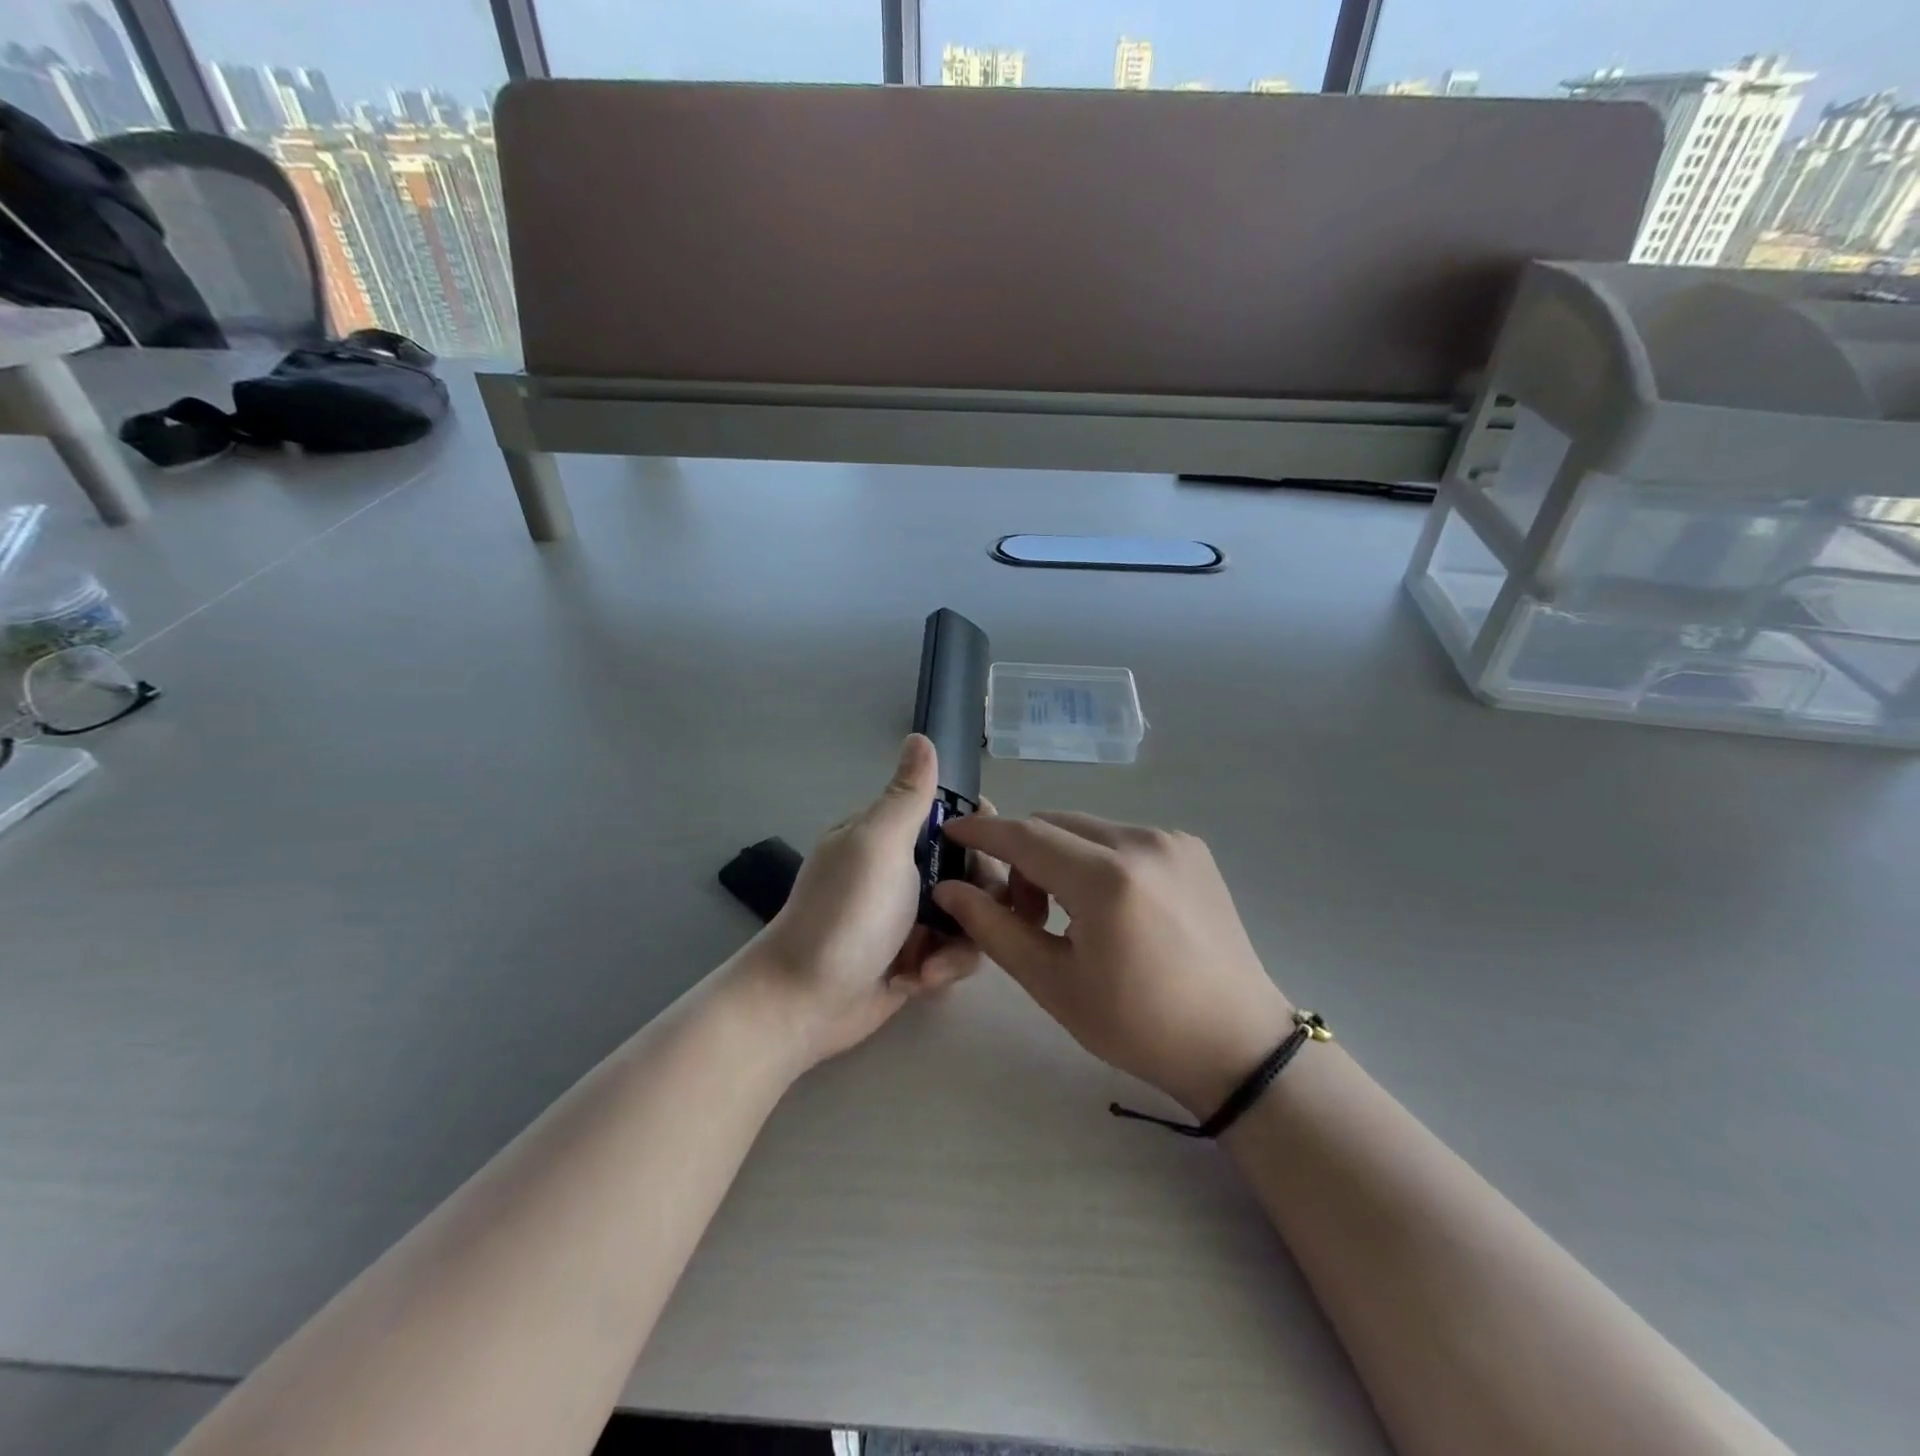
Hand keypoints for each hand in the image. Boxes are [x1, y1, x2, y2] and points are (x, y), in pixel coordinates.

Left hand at [745, 734, 1022, 1071]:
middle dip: (980, 894)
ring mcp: (914, 916)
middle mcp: (906, 871)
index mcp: (893, 835)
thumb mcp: (879, 845)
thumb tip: (920, 737)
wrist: (806, 1002)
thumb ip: (908, 796)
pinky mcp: (919, 957)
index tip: (992, 848)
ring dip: (962, 940)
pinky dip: (945, 967)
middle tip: (966, 913)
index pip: (954, 817)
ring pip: (975, 913)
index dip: (981, 831)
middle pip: (975, 867)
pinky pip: (959, 951)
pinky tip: (920, 980)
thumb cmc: (845, 913)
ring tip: (933, 963)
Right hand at [934, 813, 1293, 1115]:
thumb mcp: (1054, 983)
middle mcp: (1142, 842)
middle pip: (1054, 825)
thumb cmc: (1138, 1025)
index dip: (982, 832)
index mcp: (1107, 880)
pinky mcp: (1191, 847)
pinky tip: (1107, 906)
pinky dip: (1095, 858)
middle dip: (1021, 855)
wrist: (1237, 1043)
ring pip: (1087, 828)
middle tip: (1018, 910)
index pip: (1025, 836)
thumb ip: (994, 928)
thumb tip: (948, 888)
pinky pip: (1121, 837)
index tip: (950, 832)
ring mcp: (1172, 840)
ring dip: (1058, 856)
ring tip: (1066, 913)